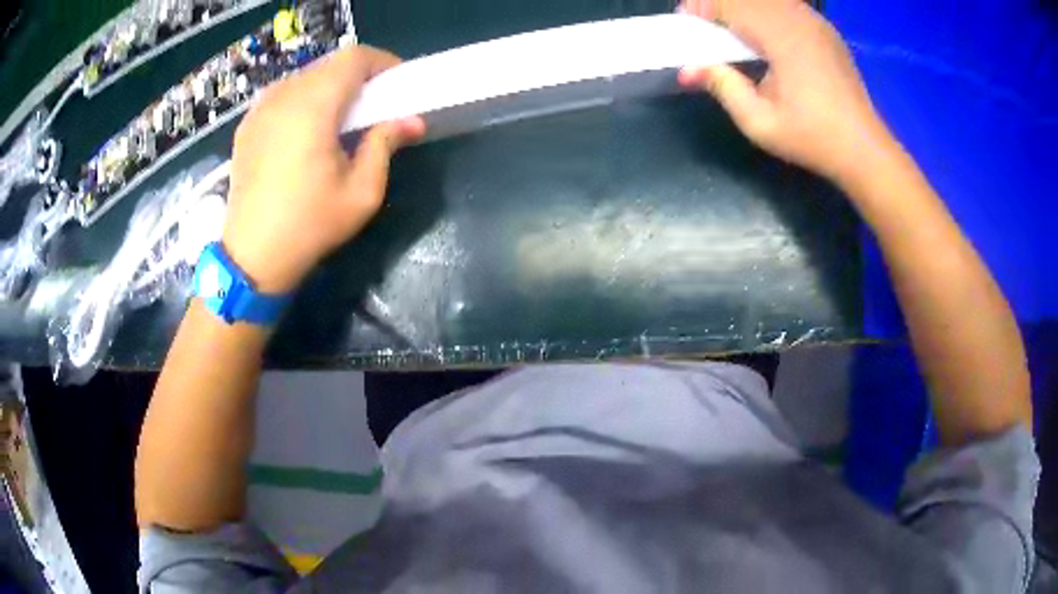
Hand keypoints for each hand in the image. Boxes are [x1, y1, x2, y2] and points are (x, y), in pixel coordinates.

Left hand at [222, 47, 424, 292]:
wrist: (252, 256)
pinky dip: (303, 101)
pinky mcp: (247, 125)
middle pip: (329, 65)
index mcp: (313, 106)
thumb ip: (385, 145)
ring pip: (305, 78)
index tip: (396, 86)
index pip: (354, 57)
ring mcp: (260, 109)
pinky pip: (283, 95)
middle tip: (373, 106)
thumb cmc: (310, 225)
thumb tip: (412, 121)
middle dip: (358, 77)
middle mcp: (283, 97)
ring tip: (340, 120)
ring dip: (329, 88)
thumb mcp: (361, 192)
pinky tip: (307, 132)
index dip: (382, 63)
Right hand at [677, 0, 893, 185]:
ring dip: (743, 6)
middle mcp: (799, 20)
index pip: (731, 4)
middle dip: (719, 3)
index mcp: (782, 38)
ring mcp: (816, 22)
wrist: (864, 149)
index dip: (702, 6)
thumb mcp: (760, 123)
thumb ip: (723, 87)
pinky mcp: (826, 30)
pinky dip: (766, 10)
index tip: (685, 21)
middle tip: (703, 22)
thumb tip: (689, 68)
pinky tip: (763, 31)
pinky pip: (788, 6)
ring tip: (729, 25)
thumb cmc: (813, 139)